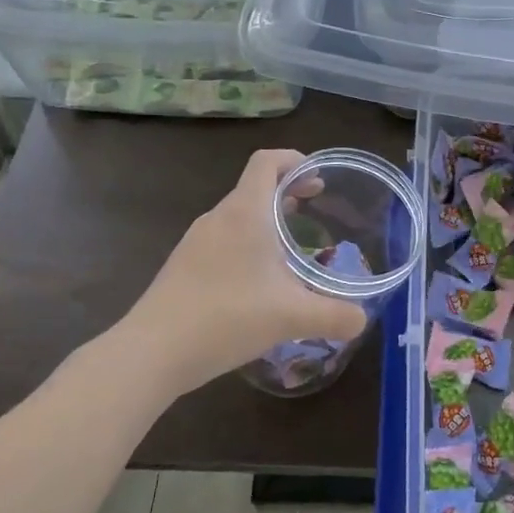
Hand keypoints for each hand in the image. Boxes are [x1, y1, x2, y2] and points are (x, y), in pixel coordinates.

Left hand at [113, 149, 366, 393]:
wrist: (151, 352)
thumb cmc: (226, 318)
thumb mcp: (291, 317)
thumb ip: (334, 315)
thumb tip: (362, 320)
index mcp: (245, 212)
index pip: (267, 161)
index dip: (294, 159)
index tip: (318, 178)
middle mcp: (218, 218)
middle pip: (254, 187)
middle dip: (287, 192)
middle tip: (314, 210)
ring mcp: (195, 242)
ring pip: (238, 215)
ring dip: (266, 220)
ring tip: (291, 248)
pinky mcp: (182, 266)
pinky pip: (222, 239)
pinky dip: (247, 244)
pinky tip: (258, 283)